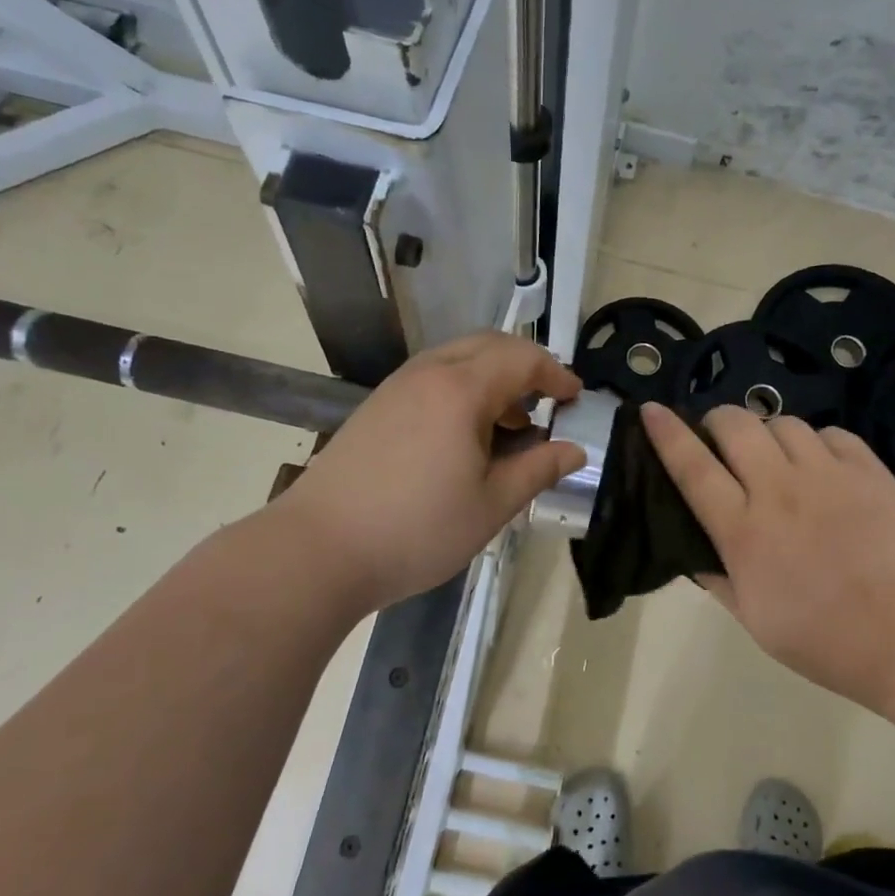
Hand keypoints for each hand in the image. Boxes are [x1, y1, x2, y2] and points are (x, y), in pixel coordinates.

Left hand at [270, 333, 585, 613]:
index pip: (523, 359)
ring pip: (457, 359)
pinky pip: (432, 379)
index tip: (576, 399)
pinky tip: (465, 436)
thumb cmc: (417, 529)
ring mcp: (396, 388)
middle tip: (548, 402)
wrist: (317, 550)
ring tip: (510, 423)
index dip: (557, 374)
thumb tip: (575, 450)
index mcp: (462, 390)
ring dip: (493, 378)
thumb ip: (538, 469)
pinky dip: (463, 390)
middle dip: (526, 366)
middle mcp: (428, 374)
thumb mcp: (492, 505)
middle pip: (489, 346)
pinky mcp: (375, 407)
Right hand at [641, 402, 894, 711]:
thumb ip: (720, 580)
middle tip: (720, 440)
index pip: (693, 468)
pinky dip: (815, 442)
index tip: (650, 410)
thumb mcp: (756, 621)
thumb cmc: (828, 641)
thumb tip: (696, 553)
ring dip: (768, 433)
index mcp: (744, 531)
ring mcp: (828, 475)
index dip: (667, 434)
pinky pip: (831, 433)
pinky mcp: (870, 470)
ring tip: (775, 457)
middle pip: (736, 425)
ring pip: (783, 423)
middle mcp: (780, 490)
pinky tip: (821, 466)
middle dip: (718, 421)